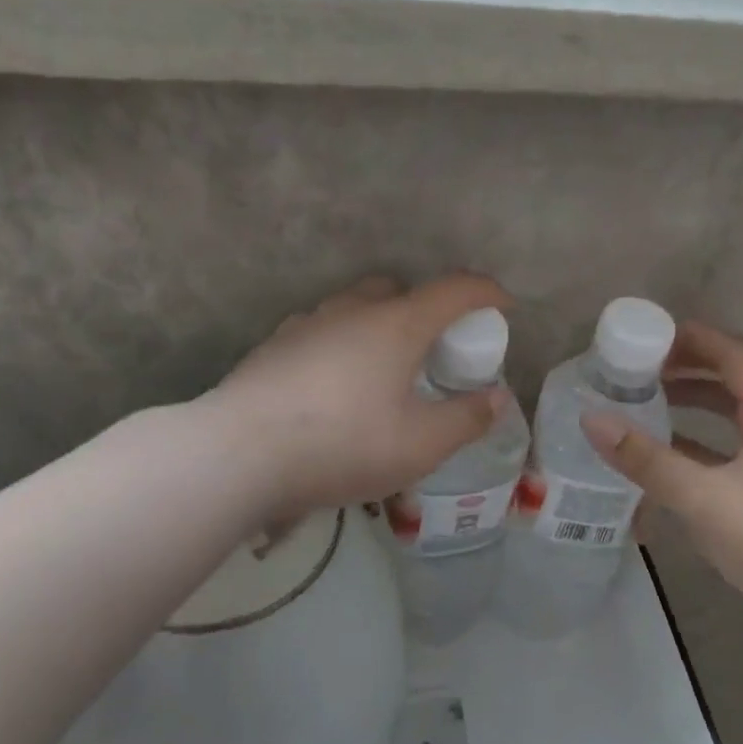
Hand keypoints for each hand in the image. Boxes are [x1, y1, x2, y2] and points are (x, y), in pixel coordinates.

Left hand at [210, 274, 513, 519]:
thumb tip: (496, 399)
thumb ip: (466, 420)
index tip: (505, 306)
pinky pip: (322, 331)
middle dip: (425, 307)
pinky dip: (342, 344)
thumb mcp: (420, 445)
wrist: (237, 455)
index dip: (486, 292)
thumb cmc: (343, 444)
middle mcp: (351, 310)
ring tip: (383, 370)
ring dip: (379, 324)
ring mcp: (306, 324)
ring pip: (354, 307)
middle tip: (434, 348)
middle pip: (398, 289)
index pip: (454, 290)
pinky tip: (335, 385)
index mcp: (396, 324)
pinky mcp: (273, 346)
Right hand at [580, 321, 742, 631]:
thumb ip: (646, 459)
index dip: (696, 338)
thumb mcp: (702, 496)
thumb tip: (592, 419)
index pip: (734, 355)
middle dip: (685, 368)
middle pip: (729, 380)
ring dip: (688, 403)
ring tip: (644, 402)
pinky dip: (693, 442)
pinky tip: (660, 456)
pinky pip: (723, 448)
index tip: (651, 334)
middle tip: (638, 368)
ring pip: (726, 415)